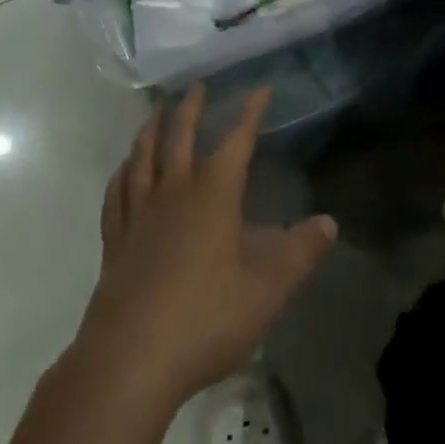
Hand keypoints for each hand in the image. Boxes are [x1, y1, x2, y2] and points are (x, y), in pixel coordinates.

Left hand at [72, 85, 337, 411]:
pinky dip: (121, 174)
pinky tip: (122, 170)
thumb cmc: (206, 318)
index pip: (237, 140)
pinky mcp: (115, 240)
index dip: (250, 112)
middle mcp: (174, 191)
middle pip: (180, 137)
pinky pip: (116, 194)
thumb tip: (329, 222)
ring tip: (157, 112)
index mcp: (214, 194)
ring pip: (143, 157)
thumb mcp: (267, 290)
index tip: (260, 88)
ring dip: (152, 130)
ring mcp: (139, 213)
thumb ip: (299, 253)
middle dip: (191, 108)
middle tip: (196, 85)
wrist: (132, 358)